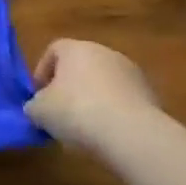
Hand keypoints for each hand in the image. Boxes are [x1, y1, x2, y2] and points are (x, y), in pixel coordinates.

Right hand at [24, 39, 160, 157]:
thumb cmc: (76, 111)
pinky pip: (123, 101)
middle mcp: (106, 53)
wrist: (132, 135)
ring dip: (93, 100)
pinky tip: (106, 135)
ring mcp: (133, 74)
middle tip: (59, 111)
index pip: (54, 50)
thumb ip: (34, 104)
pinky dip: (113, 113)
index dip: (42, 72)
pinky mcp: (152, 97)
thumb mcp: (38, 109)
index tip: (38, 95)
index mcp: (76, 48)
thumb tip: (38, 107)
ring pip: (104, 84)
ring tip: (83, 127)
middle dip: (69, 86)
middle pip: (81, 66)